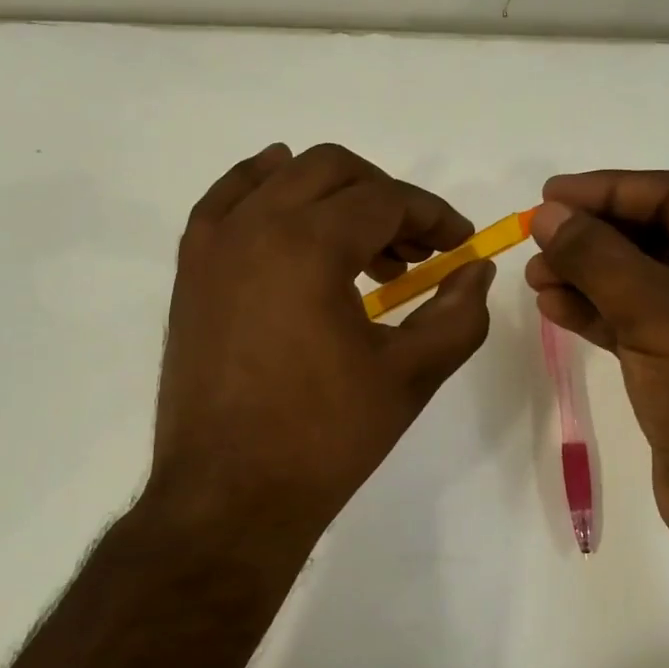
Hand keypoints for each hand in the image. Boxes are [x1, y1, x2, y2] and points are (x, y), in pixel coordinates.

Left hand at [148, 143, 493, 556]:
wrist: (230, 496)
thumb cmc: (326, 438)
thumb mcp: (411, 375)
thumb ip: (459, 314)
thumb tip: (477, 270)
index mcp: (309, 245)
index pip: (386, 199)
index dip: (434, 216)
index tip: (461, 245)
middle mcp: (255, 226)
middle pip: (333, 171)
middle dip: (387, 197)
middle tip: (417, 250)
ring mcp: (213, 245)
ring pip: (281, 177)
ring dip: (334, 195)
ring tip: (366, 250)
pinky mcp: (191, 271)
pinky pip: (228, 201)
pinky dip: (264, 189)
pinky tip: (285, 205)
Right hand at [525, 170, 668, 571]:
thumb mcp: (658, 312)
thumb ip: (599, 257)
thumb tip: (548, 213)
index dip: (608, 191)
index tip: (549, 195)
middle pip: (656, 238)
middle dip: (594, 238)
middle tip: (537, 239)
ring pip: (641, 282)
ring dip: (588, 275)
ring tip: (535, 276)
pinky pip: (637, 321)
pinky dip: (597, 312)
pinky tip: (555, 306)